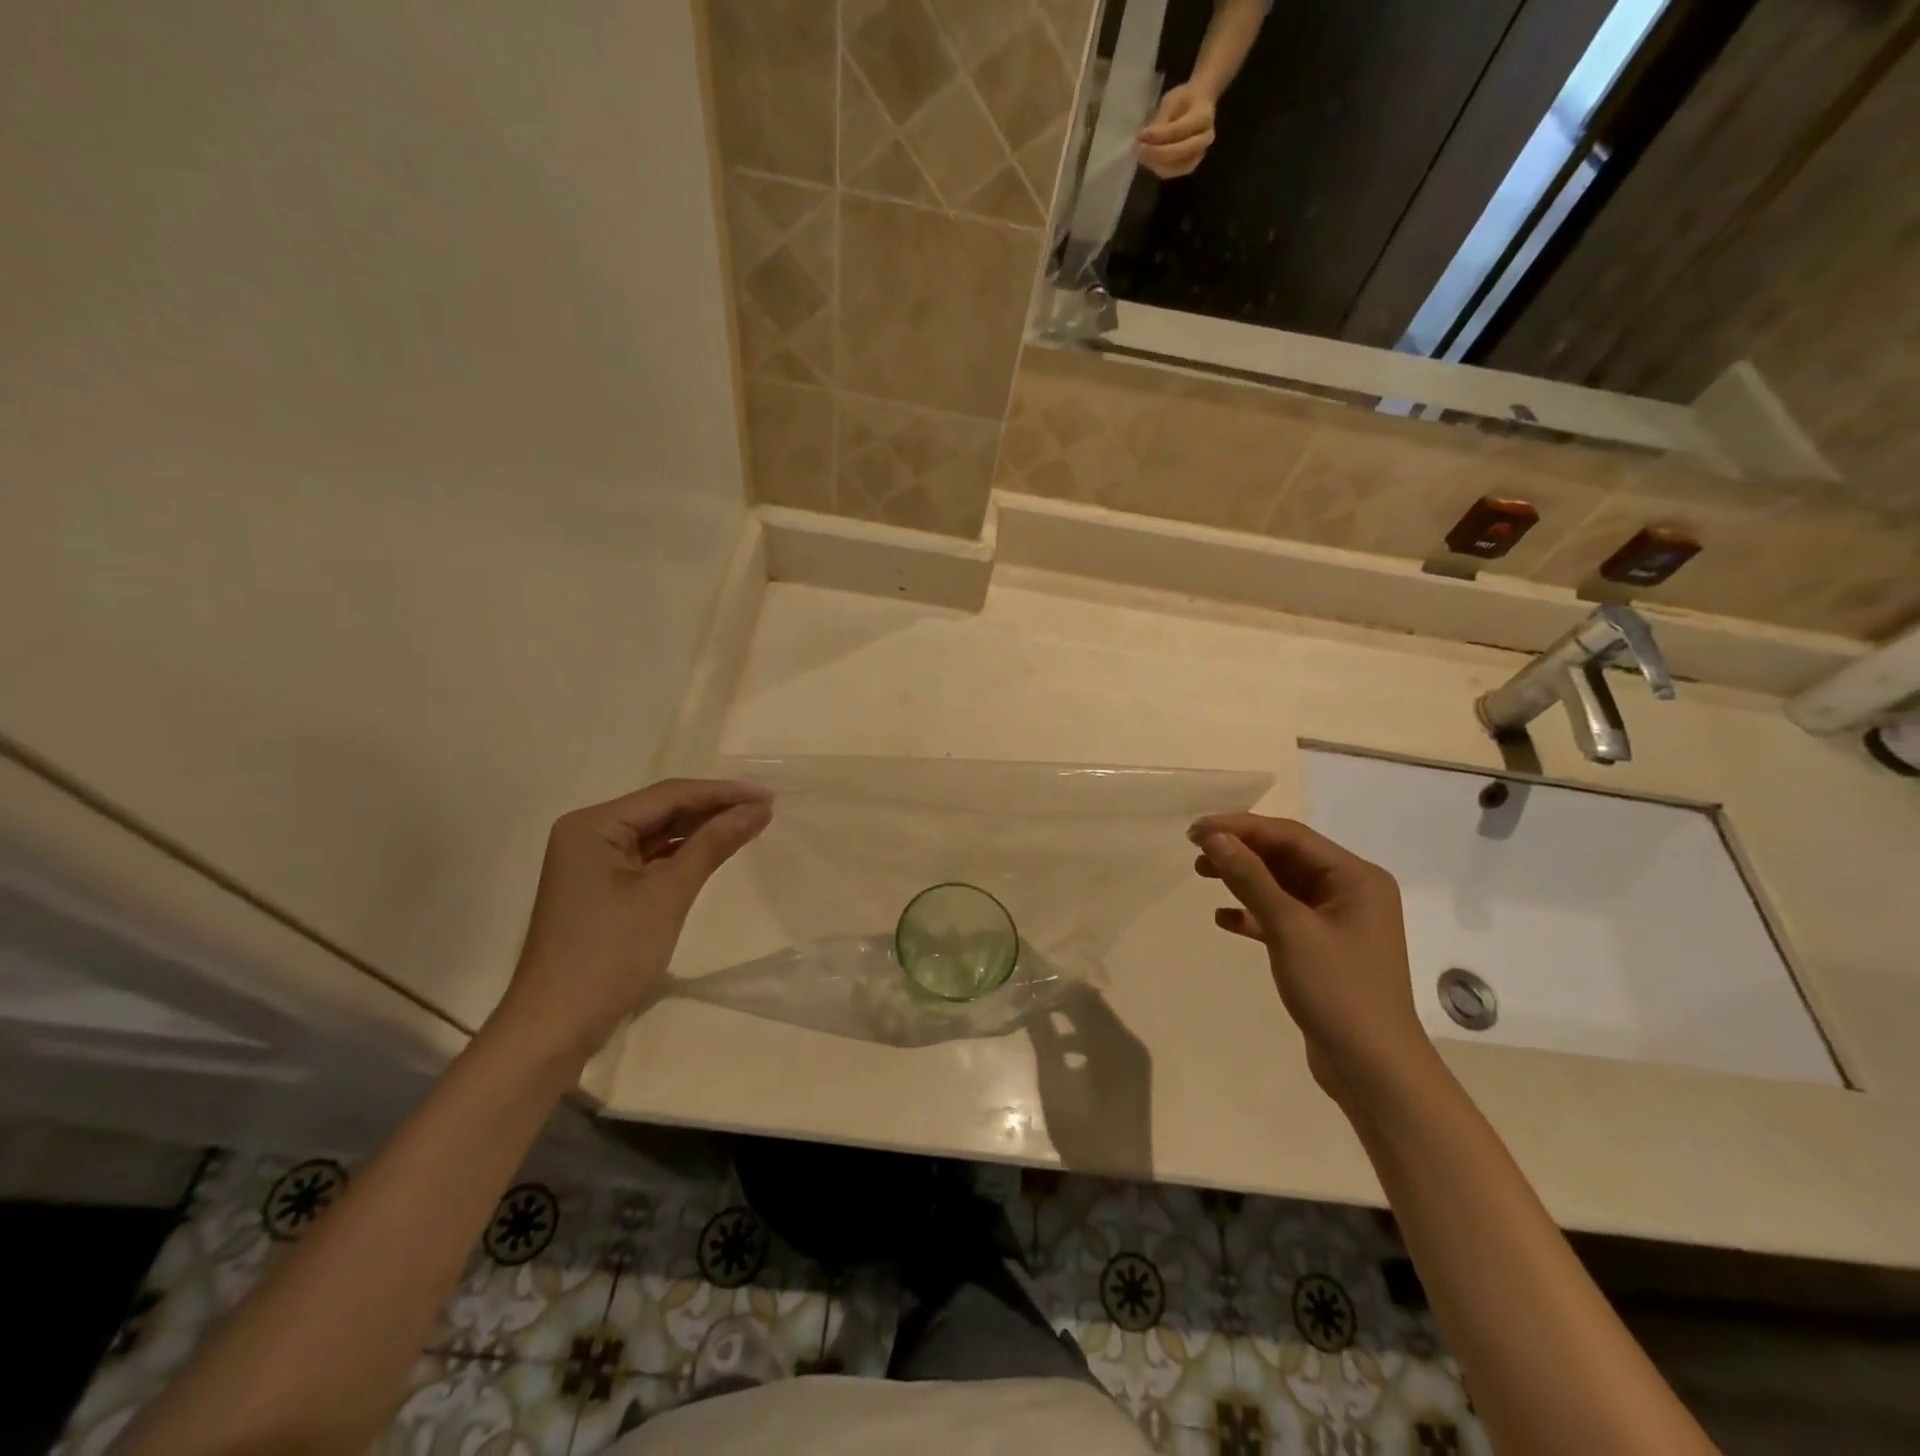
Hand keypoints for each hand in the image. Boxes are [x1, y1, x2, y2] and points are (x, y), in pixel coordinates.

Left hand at [493, 779, 771, 1058]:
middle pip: (662, 810)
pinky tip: (715, 851)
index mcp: (593, 825)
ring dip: (702, 831)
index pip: (669, 795)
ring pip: (658, 834)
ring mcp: (592, 862)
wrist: (555, 1027)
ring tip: (750, 824)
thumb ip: (713, 844)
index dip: (722, 792)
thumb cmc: (610, 954)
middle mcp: (588, 833)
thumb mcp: (669, 893)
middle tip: (766, 809)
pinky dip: (682, 855)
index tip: (769, 796)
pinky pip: (649, 858)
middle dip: (714, 809)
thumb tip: (758, 810)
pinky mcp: (601, 888)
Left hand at [1137, 83, 1216, 177]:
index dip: (1158, 135)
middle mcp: (1205, 139)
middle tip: (1138, 149)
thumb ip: (1161, 121)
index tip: (1141, 134)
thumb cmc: (1183, 100)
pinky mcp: (1190, 166)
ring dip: (1155, 163)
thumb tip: (1144, 138)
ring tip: (1141, 155)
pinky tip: (1148, 161)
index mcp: (1203, 117)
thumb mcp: (1171, 101)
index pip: (1179, 130)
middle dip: (1156, 153)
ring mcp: (1199, 155)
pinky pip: (1172, 172)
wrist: (1199, 105)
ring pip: (1175, 166)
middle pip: (1179, 152)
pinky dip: (1158, 168)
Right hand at [1190, 814, 1430, 1103]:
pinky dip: (1253, 914)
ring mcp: (1338, 922)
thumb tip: (1214, 837)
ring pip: (1282, 886)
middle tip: (1194, 852)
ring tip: (1202, 874)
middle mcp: (1351, 892)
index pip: (1290, 836)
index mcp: (1356, 877)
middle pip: (1286, 857)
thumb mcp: (1289, 928)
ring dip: (1243, 879)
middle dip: (1240, 851)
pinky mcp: (1323, 949)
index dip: (1240, 828)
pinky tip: (1223, 919)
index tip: (1196, 831)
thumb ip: (1250, 878)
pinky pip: (1283, 917)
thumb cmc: (1336, 989)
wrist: (1372, 1069)